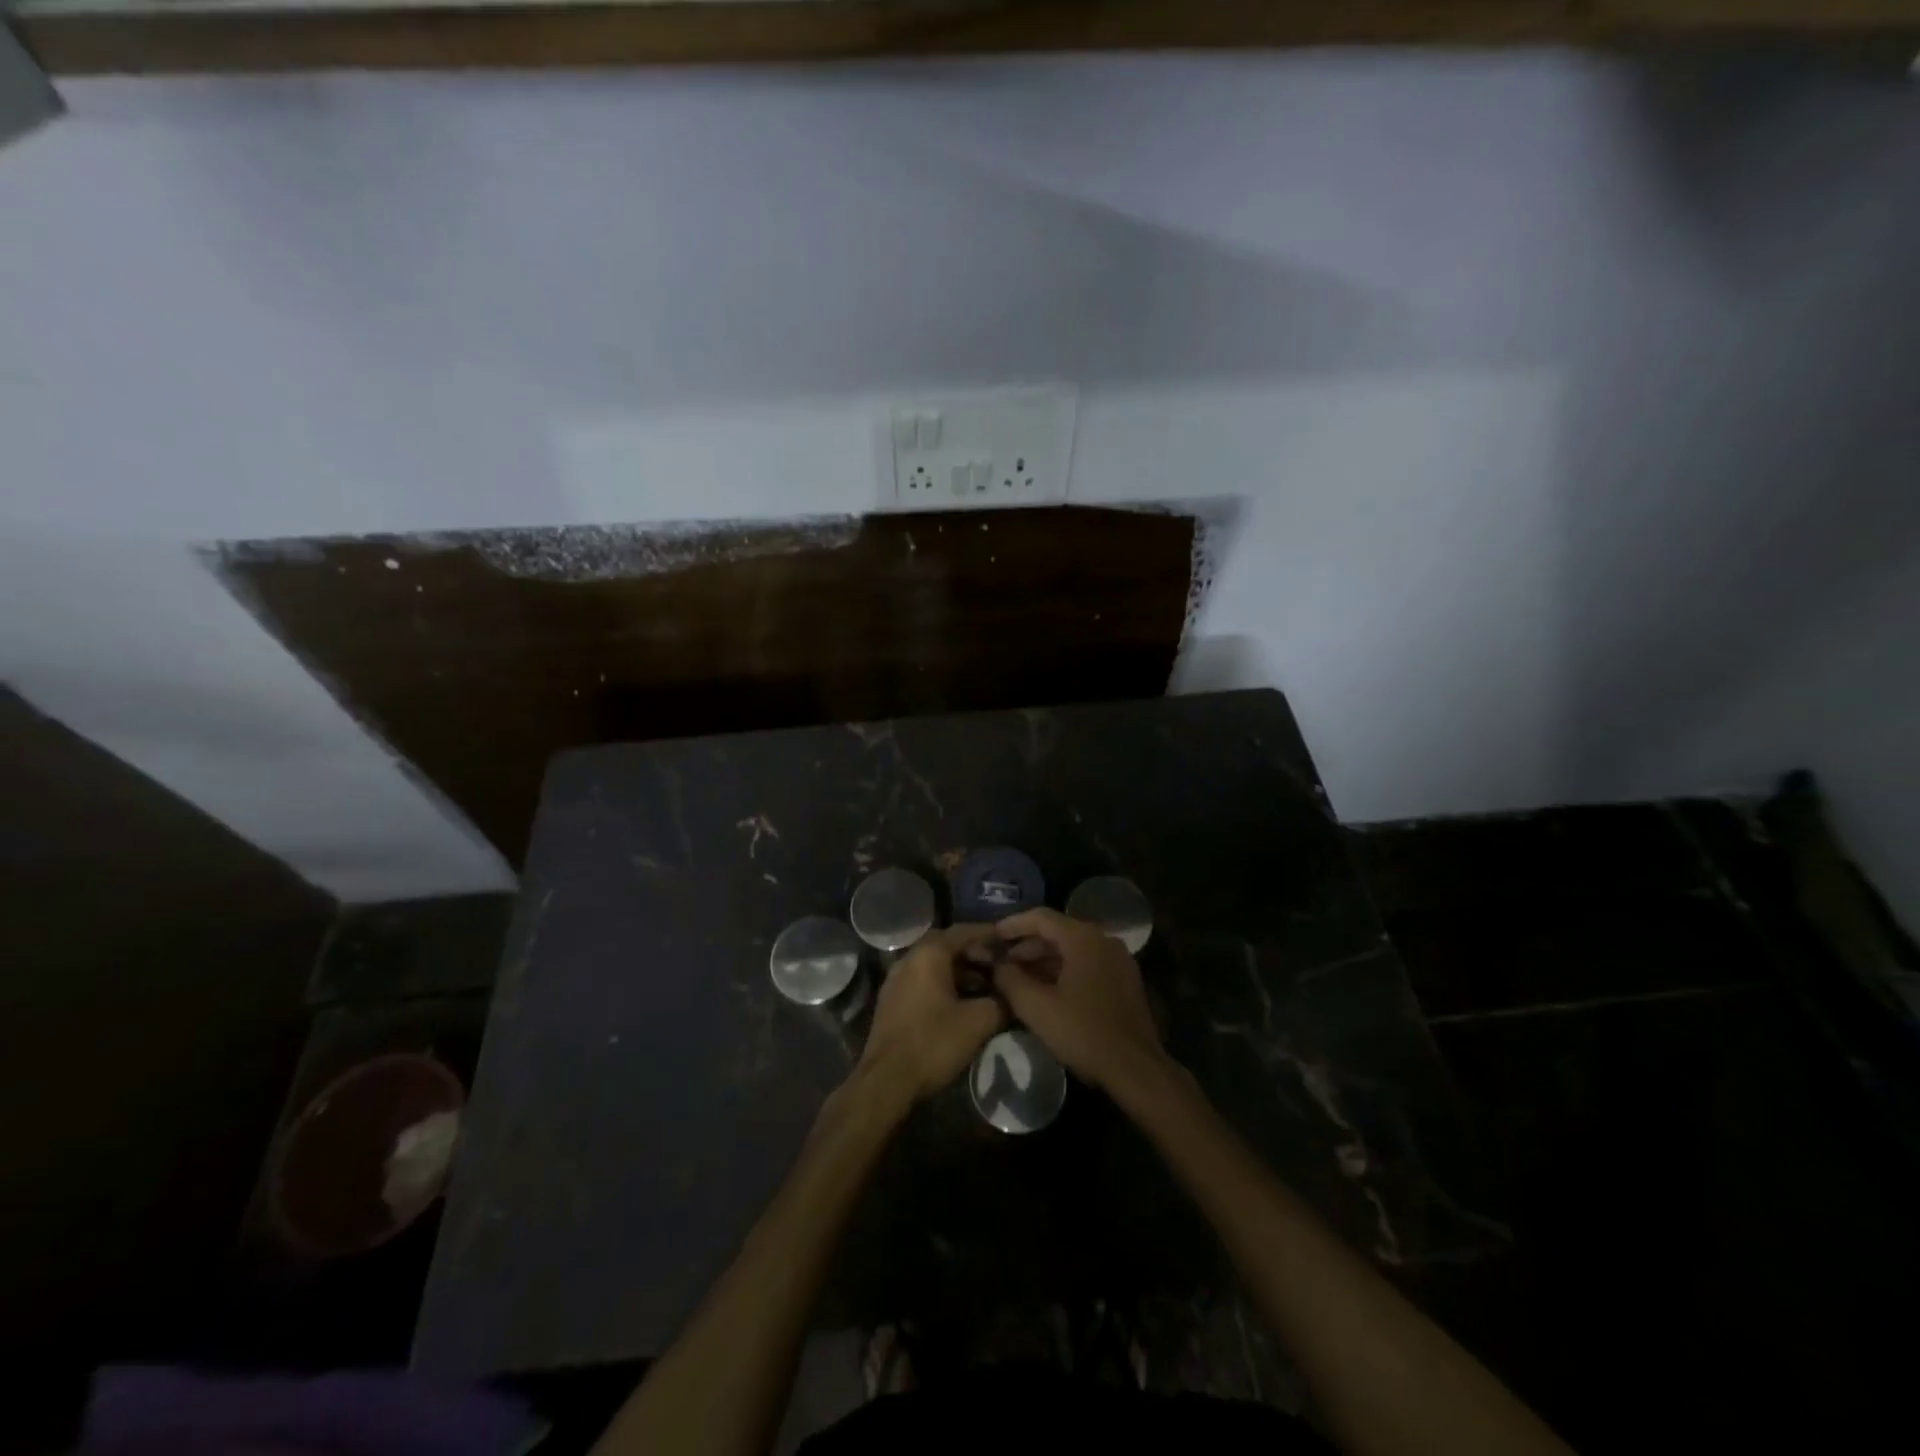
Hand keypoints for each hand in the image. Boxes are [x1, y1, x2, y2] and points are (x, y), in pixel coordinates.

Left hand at [857, 925, 1006, 1102]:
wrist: (886, 1080)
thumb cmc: (933, 1043)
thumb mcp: (978, 1022)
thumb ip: (1000, 1002)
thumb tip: (1010, 996)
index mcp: (928, 954)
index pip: (962, 931)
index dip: (987, 934)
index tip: (1007, 941)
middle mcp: (909, 959)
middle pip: (946, 946)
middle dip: (974, 953)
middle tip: (998, 967)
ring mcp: (896, 980)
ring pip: (934, 965)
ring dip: (960, 971)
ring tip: (985, 988)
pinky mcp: (892, 1001)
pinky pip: (923, 981)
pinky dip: (944, 984)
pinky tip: (960, 1004)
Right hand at [991, 908, 1169, 1093]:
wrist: (1136, 1069)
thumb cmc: (1083, 1032)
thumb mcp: (1036, 1007)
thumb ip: (1010, 980)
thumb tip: (997, 965)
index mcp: (1084, 939)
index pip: (1041, 917)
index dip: (1012, 924)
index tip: (992, 936)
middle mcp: (1104, 940)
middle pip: (1057, 933)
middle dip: (1027, 947)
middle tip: (1002, 964)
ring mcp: (1118, 960)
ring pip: (1072, 950)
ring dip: (1044, 961)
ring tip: (1019, 980)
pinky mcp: (1125, 980)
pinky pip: (1087, 964)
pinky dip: (1064, 971)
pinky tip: (1047, 992)